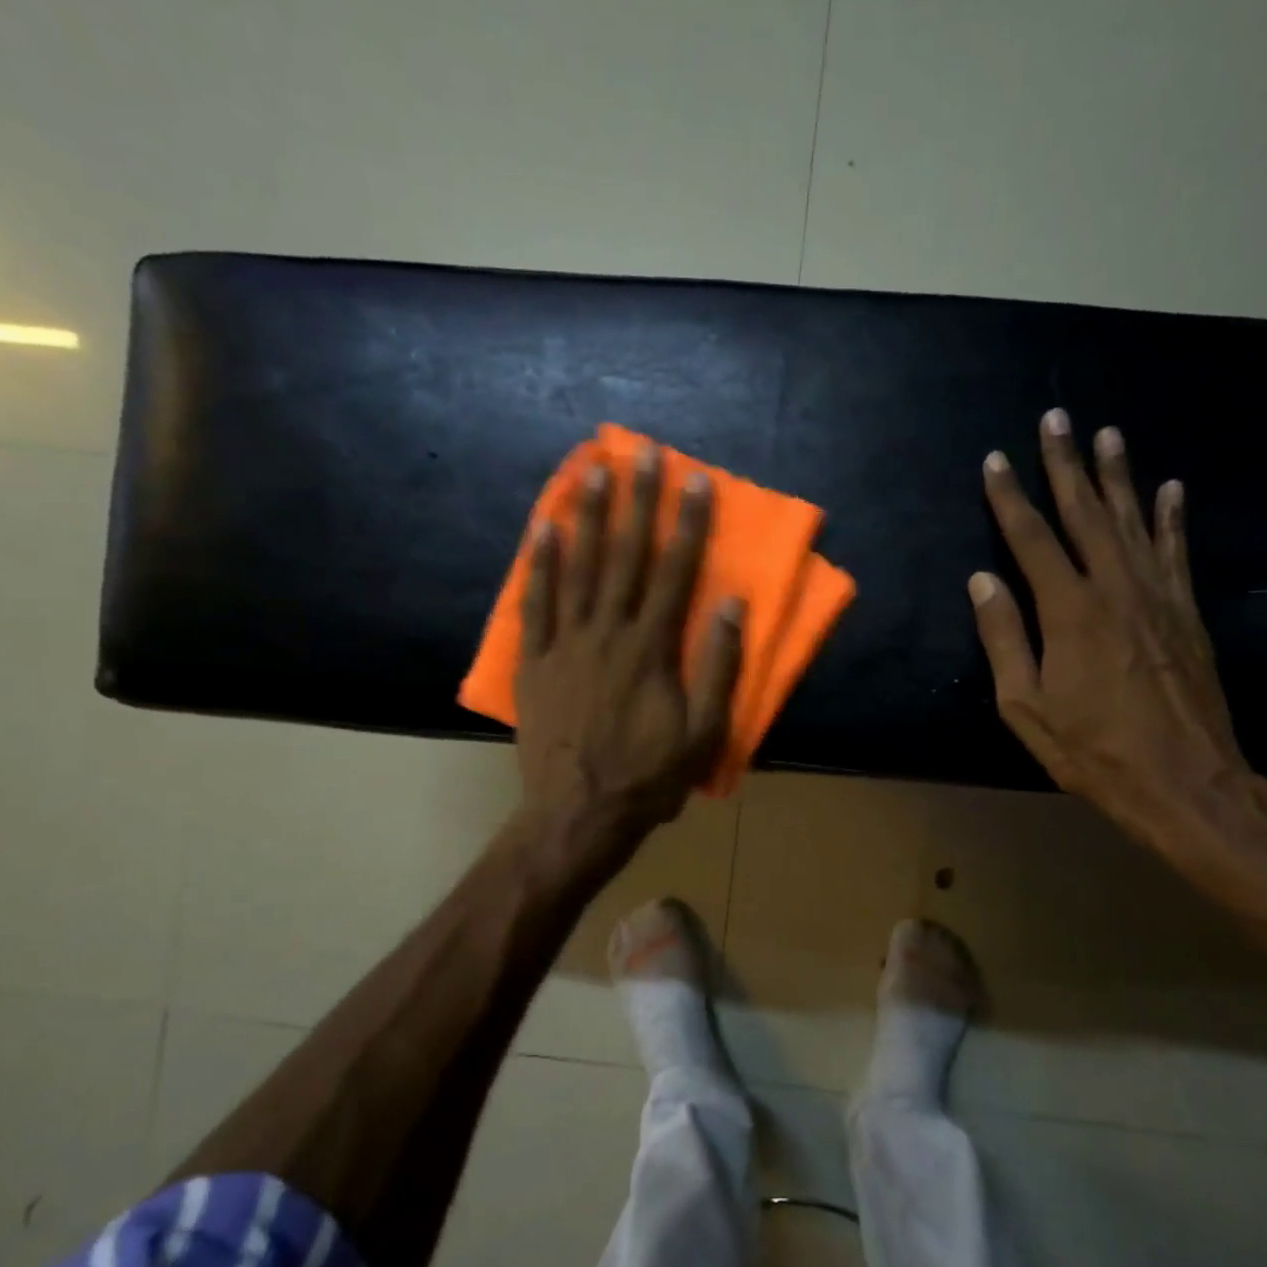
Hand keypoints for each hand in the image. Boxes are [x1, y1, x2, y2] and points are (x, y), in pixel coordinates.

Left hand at [515, 445, 742, 854]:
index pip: (676, 572)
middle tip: (641, 451)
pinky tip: (542, 527)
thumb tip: (731, 604)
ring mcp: (566, 644)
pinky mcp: (535, 662)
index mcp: (652, 649)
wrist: (577, 815)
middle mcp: (608, 633)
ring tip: (592, 468)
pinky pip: (536, 603)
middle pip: (625, 556)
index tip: (696, 479)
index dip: (689, 523)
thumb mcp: (705, 734)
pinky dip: (539, 563)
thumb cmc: (650, 778)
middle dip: (636, 501)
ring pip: (578, 567)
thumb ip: (719, 667)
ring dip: (587, 515)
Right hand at [970, 410, 1253, 853]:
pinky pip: (1177, 552)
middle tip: (1057, 418)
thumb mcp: (1026, 707)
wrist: (1185, 781)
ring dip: (1118, 476)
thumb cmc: (1092, 751)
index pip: (1032, 539)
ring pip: (1134, 521)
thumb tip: (983, 581)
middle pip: (1085, 514)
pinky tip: (1170, 488)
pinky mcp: (1187, 613)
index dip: (1010, 498)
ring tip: (1108, 434)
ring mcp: (1159, 597)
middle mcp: (1116, 589)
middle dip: (1066, 464)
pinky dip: (1172, 517)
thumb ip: (1004, 639)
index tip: (995, 461)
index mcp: (1070, 611)